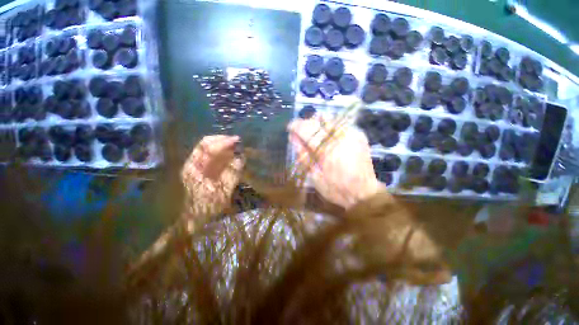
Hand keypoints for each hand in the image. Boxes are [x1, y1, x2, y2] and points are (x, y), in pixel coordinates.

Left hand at [181, 135, 243, 218]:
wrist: (189, 221)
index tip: (237, 140)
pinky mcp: (199, 171)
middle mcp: (193, 163)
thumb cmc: (204, 208)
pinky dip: (221, 156)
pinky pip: (211, 159)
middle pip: (207, 145)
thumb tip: (241, 158)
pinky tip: (230, 157)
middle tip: (238, 142)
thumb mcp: (222, 193)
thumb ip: (232, 175)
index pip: (208, 147)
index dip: (223, 141)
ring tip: (236, 148)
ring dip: (223, 148)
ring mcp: (195, 166)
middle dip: (223, 141)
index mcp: (195, 168)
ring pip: (209, 151)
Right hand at [288, 117, 385, 209]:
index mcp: (328, 151)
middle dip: (306, 123)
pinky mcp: (359, 135)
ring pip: (330, 119)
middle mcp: (341, 138)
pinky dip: (329, 126)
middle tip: (300, 131)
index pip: (308, 130)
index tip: (290, 127)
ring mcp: (352, 134)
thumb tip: (293, 138)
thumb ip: (303, 155)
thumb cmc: (335, 189)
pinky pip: (340, 124)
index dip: (297, 126)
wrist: (363, 193)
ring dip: (317, 124)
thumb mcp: (314, 176)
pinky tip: (326, 135)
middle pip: (319, 121)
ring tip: (312, 133)